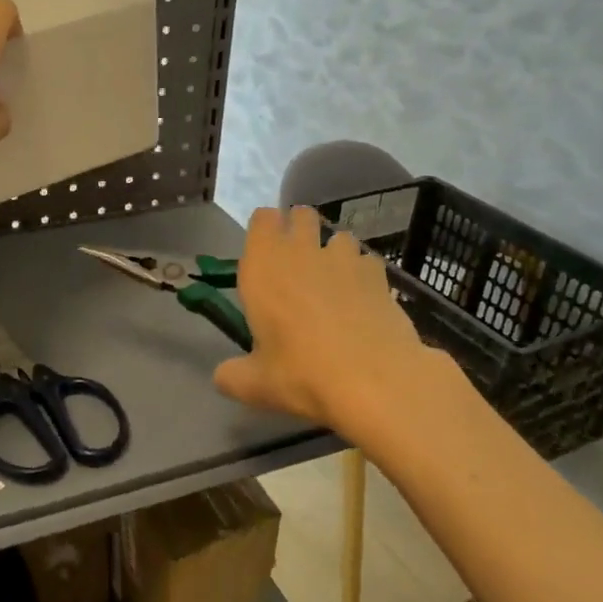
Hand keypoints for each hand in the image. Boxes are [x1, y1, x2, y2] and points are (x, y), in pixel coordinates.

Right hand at [214, 205, 439, 428]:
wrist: (376, 381)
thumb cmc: (302, 375)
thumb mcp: (255, 385)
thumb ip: (232, 375)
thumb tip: (223, 377)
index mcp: (264, 267)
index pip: (262, 218)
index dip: (265, 230)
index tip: (264, 255)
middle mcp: (302, 252)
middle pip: (301, 215)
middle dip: (299, 231)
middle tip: (296, 266)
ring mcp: (345, 260)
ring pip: (338, 236)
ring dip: (333, 253)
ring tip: (333, 285)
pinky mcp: (379, 275)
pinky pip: (367, 262)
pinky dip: (362, 275)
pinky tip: (362, 303)